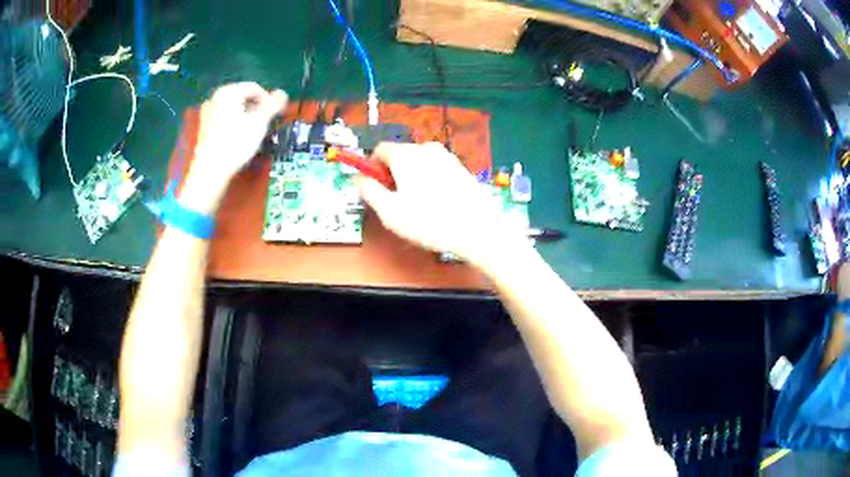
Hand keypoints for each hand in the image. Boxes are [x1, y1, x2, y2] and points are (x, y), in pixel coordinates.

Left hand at [180, 82, 286, 213]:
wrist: (211, 169)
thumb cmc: (236, 142)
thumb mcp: (260, 121)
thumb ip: (273, 104)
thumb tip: (282, 93)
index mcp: (229, 91)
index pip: (254, 88)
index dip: (268, 99)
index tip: (275, 114)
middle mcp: (215, 97)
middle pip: (242, 97)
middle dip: (255, 108)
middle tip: (264, 123)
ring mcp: (207, 112)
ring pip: (232, 109)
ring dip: (244, 116)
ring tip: (252, 131)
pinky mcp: (203, 128)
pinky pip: (223, 119)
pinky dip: (232, 123)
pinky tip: (237, 137)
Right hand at [356, 142, 529, 267]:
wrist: (477, 230)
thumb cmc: (428, 221)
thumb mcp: (389, 211)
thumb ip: (368, 190)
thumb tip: (357, 178)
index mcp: (406, 155)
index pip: (379, 150)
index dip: (372, 168)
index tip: (375, 188)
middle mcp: (426, 149)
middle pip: (399, 154)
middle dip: (392, 173)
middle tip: (395, 201)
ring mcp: (447, 157)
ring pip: (418, 162)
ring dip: (411, 177)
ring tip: (418, 205)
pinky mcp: (461, 168)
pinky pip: (436, 168)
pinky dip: (429, 180)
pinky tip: (437, 203)